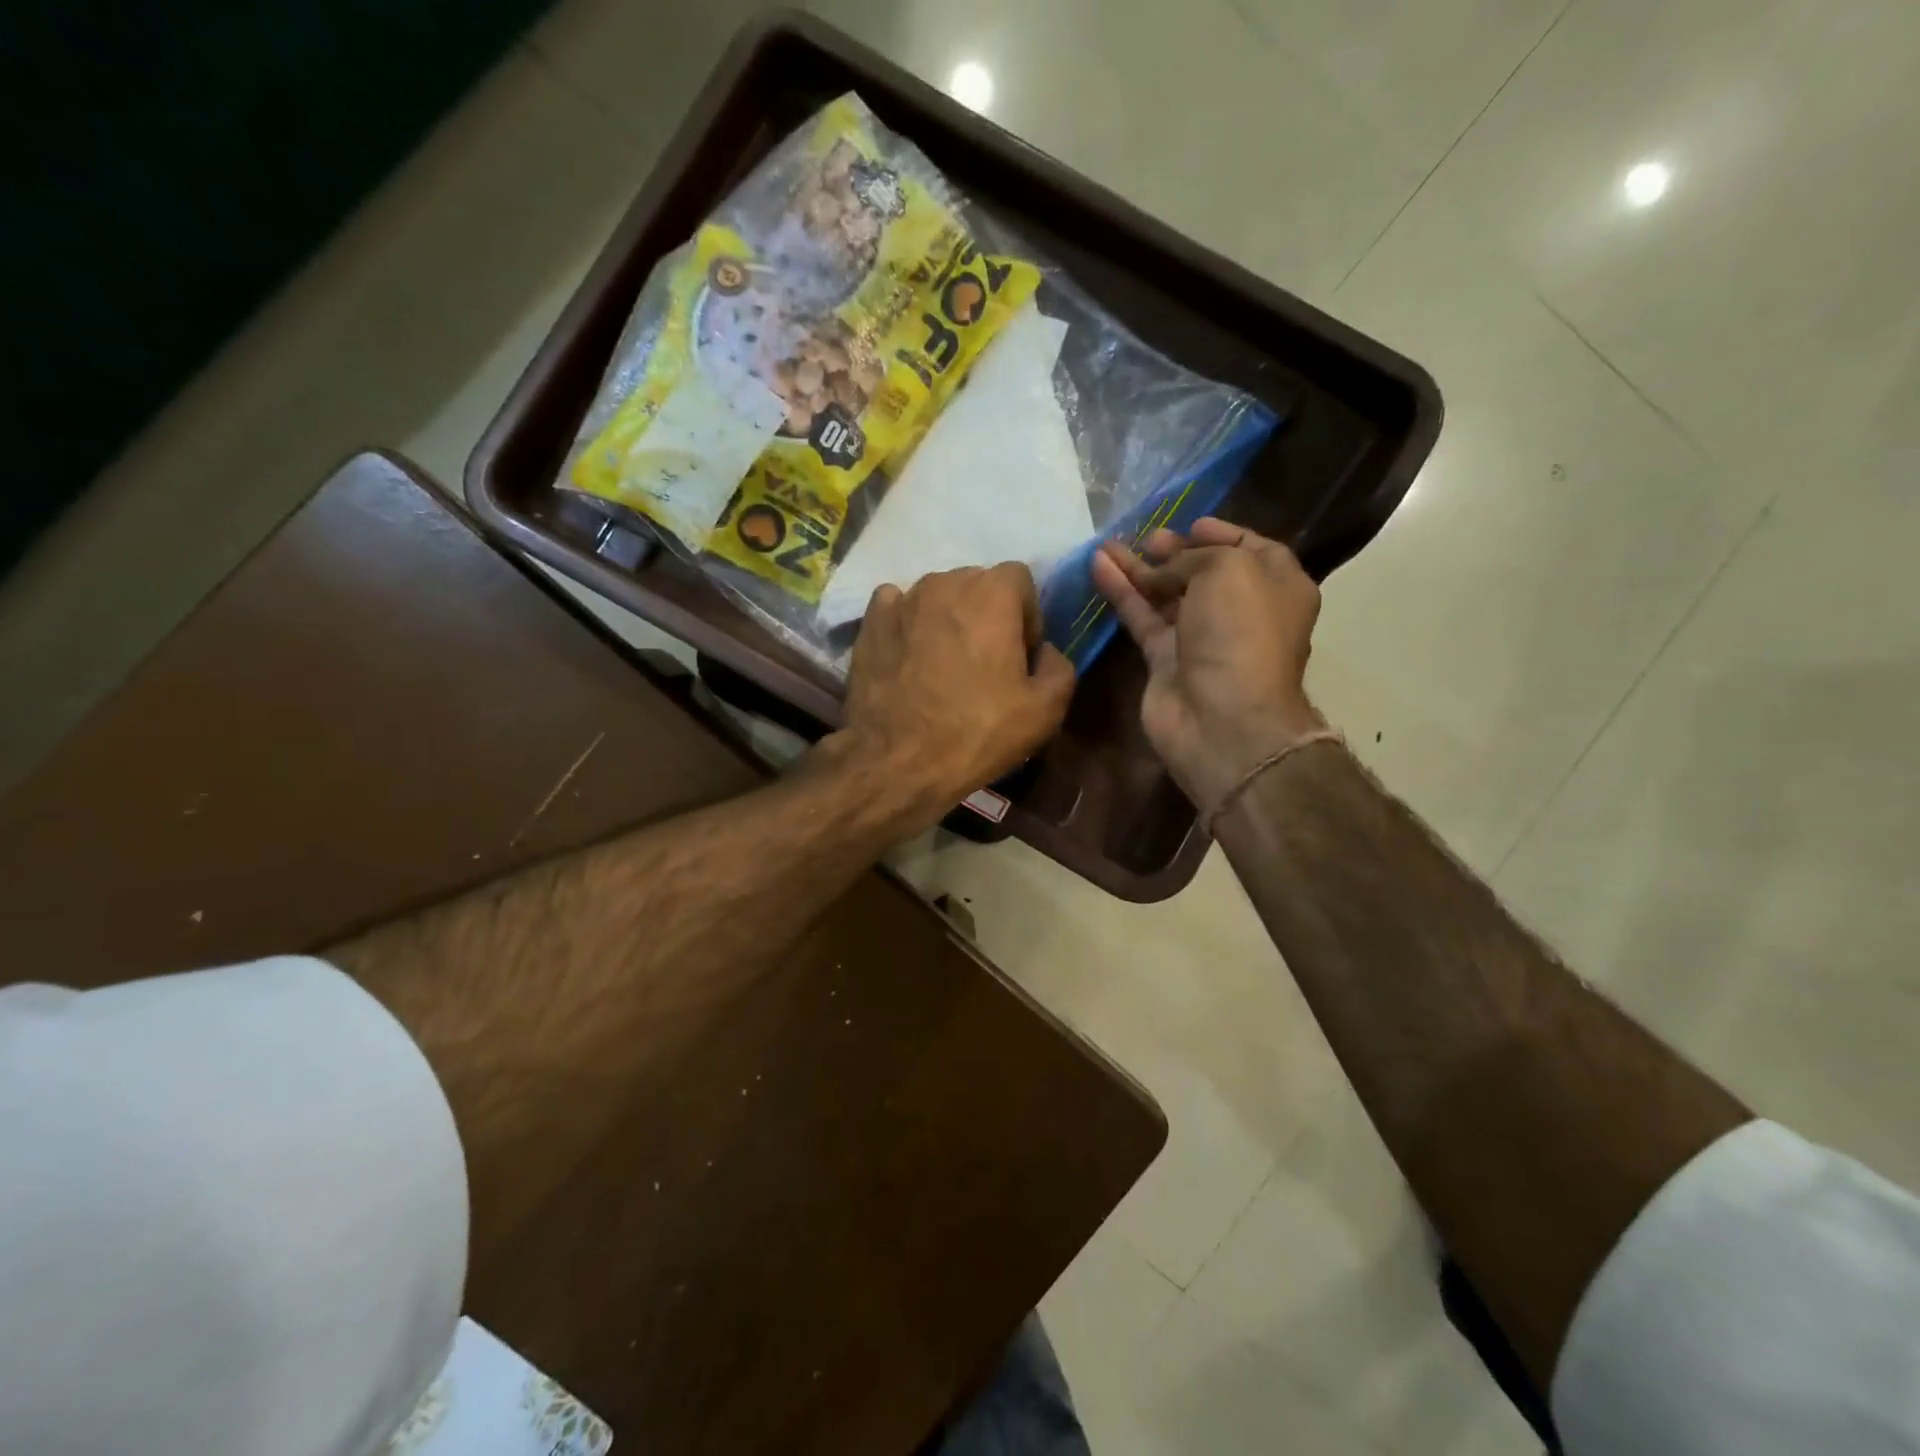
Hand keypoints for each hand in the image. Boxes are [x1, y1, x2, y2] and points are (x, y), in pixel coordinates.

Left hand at [837, 563, 1074, 820]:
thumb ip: (1059, 665)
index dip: (1027, 616)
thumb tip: (1044, 651)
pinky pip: (897, 607)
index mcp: (992, 593)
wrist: (898, 762)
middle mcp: (945, 582)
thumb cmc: (977, 732)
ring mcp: (902, 600)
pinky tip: (909, 656)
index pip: (1020, 580)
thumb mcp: (1045, 710)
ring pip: (937, 596)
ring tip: (944, 664)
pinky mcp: (870, 622)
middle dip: (988, 615)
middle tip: (985, 662)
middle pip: (977, 585)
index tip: (1020, 656)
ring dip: (948, 619)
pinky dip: (908, 623)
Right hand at [1090, 517, 1327, 814]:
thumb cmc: (1239, 632)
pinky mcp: (1165, 661)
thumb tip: (1163, 572)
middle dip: (1175, 552)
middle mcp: (1242, 611)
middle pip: (1204, 573)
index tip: (1190, 523)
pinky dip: (1122, 593)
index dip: (1221, 533)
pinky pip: (1142, 618)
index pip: (1251, 549)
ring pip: (1166, 595)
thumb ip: (1192, 558)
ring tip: (1108, 545)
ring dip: (1139, 570)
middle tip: (1148, 538)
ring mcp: (1202, 639)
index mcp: (1278, 586)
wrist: (1221, 717)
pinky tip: (1099, 566)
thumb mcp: (1227, 570)